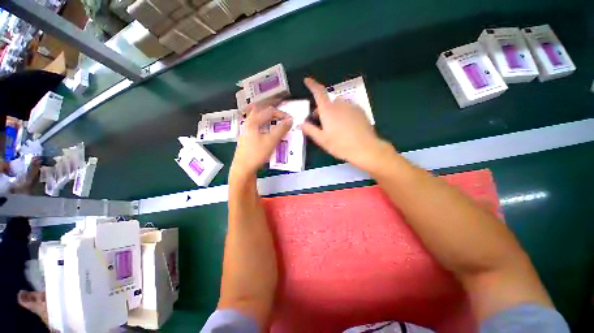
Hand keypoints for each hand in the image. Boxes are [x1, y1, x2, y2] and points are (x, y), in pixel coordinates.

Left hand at [231, 105, 291, 176]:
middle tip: (282, 114)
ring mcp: (247, 131)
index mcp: (253, 121)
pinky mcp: (248, 138)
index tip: (290, 119)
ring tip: (276, 120)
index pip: (269, 111)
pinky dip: (265, 125)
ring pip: (258, 118)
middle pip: (261, 111)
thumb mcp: (271, 141)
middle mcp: (249, 123)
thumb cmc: (256, 154)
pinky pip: (257, 126)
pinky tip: (268, 131)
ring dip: (268, 117)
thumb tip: (290, 120)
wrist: (243, 169)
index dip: (281, 114)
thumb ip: (281, 129)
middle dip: (272, 111)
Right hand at [302, 78, 390, 170]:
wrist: (365, 148)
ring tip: (334, 127)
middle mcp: (340, 104)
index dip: (312, 85)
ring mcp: (352, 106)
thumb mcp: (321, 140)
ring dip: (333, 112)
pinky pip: (348, 109)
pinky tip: (346, 127)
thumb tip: (301, 124)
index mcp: (328, 110)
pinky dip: (343, 114)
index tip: (307, 80)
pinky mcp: (361, 111)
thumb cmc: (340, 145)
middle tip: (320, 124)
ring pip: (338, 106)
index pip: (318, 92)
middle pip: (328, 102)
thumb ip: (310, 130)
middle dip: (322, 110)